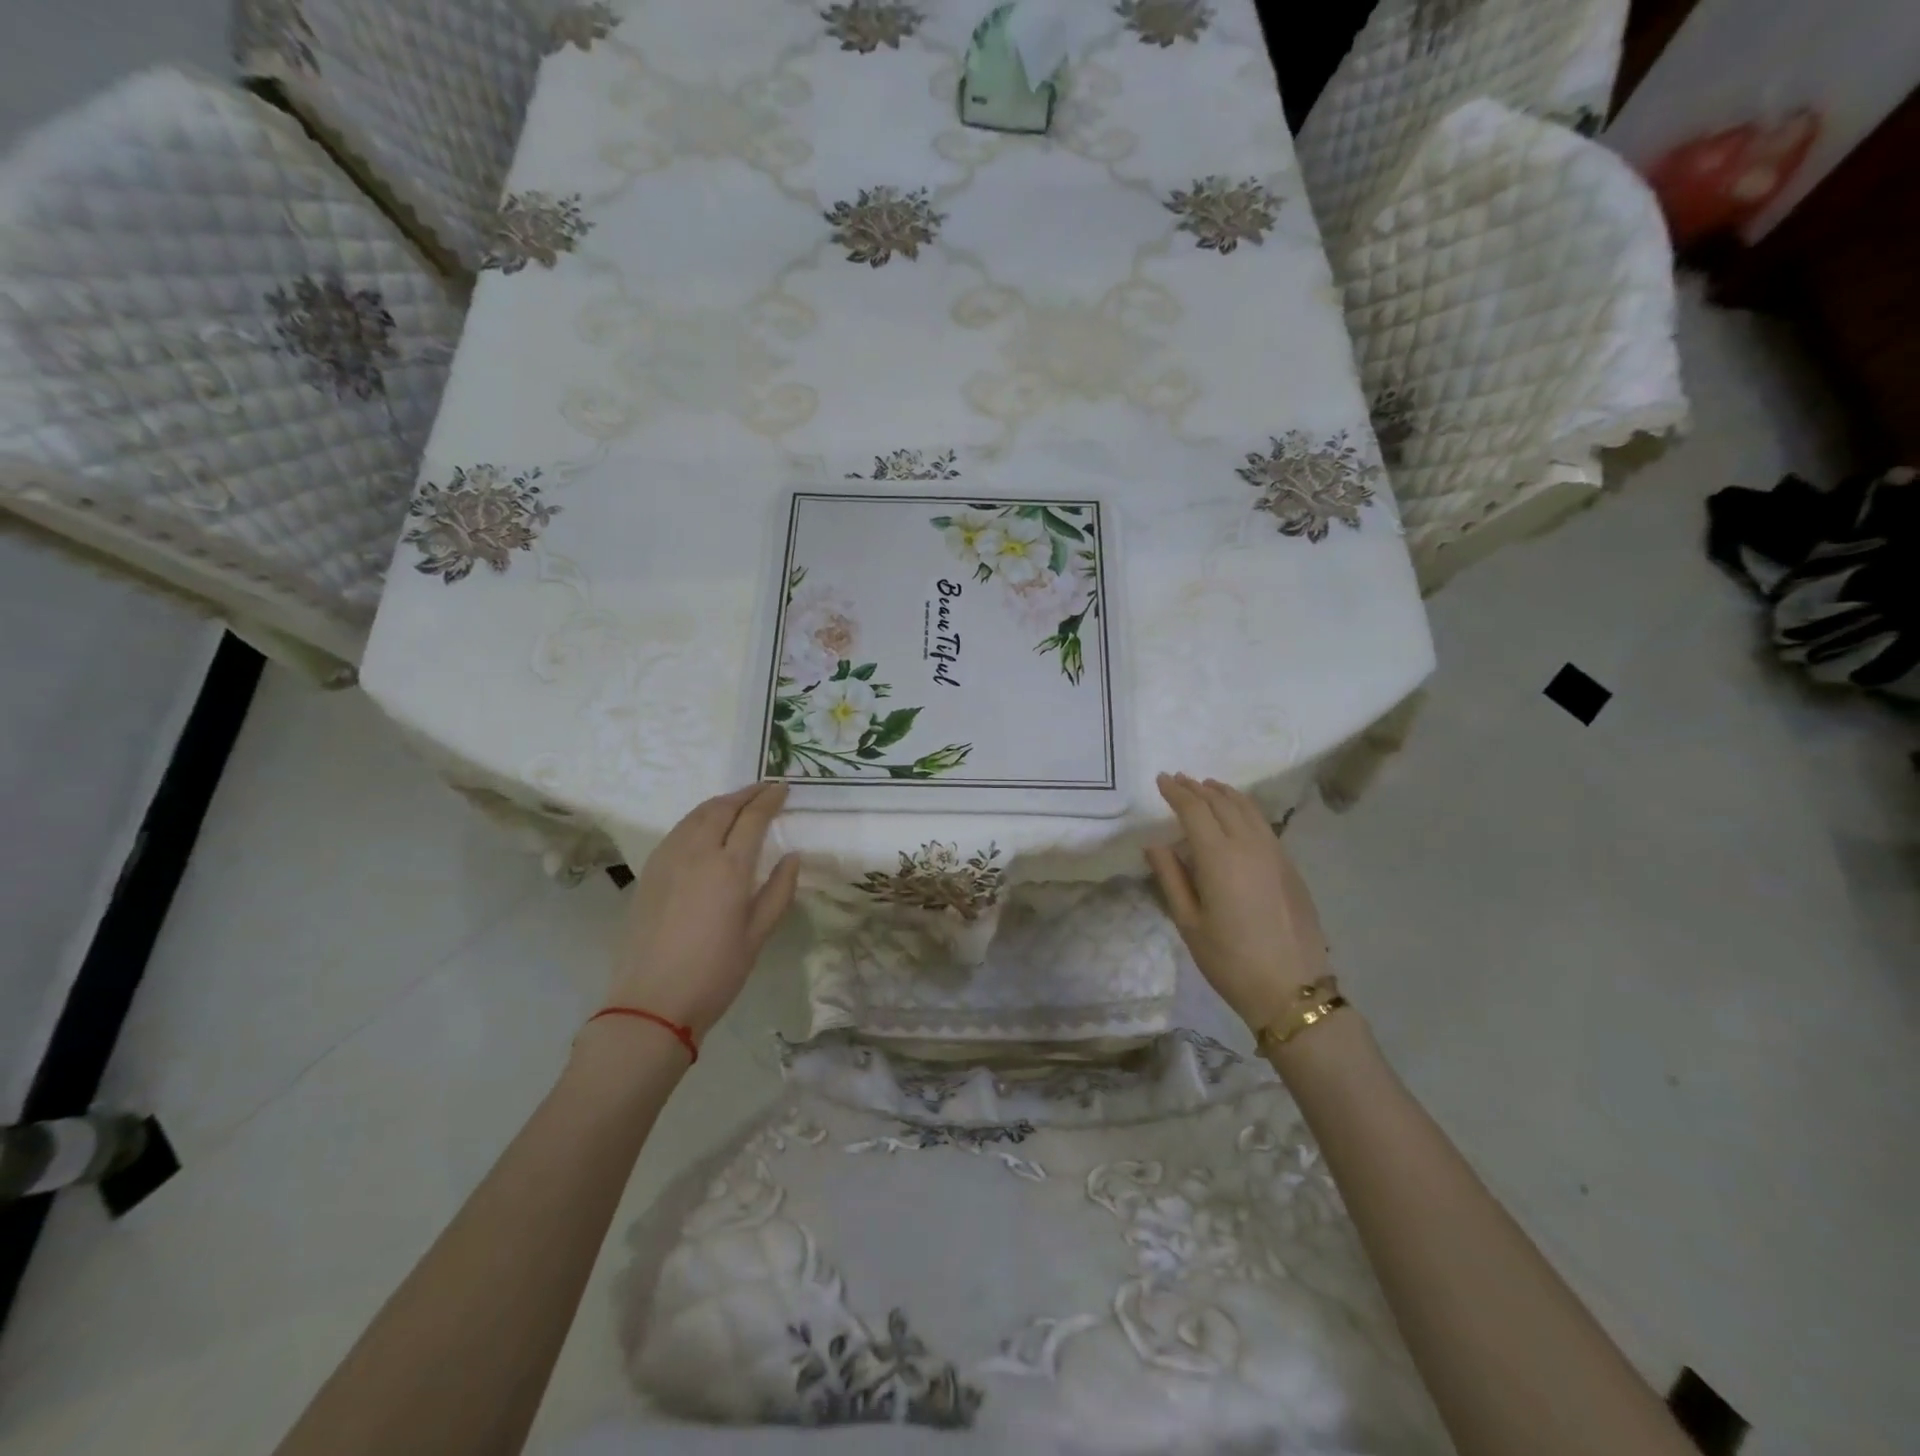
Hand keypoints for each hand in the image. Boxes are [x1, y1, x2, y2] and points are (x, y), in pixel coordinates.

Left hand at [609, 783, 800, 1039]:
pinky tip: (706, 827)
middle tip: (765, 789)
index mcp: (728, 868)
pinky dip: (699, 817)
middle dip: (746, 793)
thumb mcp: (758, 935)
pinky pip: (678, 830)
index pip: (753, 818)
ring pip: (696, 815)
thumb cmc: (715, 973)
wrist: (652, 1002)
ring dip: (721, 802)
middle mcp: (696, 853)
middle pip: (722, 808)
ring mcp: (668, 860)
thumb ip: (778, 891)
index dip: (770, 799)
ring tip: (739, 802)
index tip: (783, 788)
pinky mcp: (650, 872)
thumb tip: (793, 858)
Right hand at [1145, 772, 1330, 1032]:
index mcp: (1219, 857)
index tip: (1162, 780)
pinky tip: (1238, 815)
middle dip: (1198, 788)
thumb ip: (1171, 878)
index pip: (1194, 810)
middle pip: (1222, 803)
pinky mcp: (1290, 866)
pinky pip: (1263, 824)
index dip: (1176, 792)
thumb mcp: (1189, 923)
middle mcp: (1249, 845)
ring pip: (1248, 809)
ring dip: (1225, 794)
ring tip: (1208, 787)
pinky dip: (1245, 810)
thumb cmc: (1230, 960)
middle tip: (1180, 780)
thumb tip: (1156, 845)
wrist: (1292, 989)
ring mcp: (1275, 854)